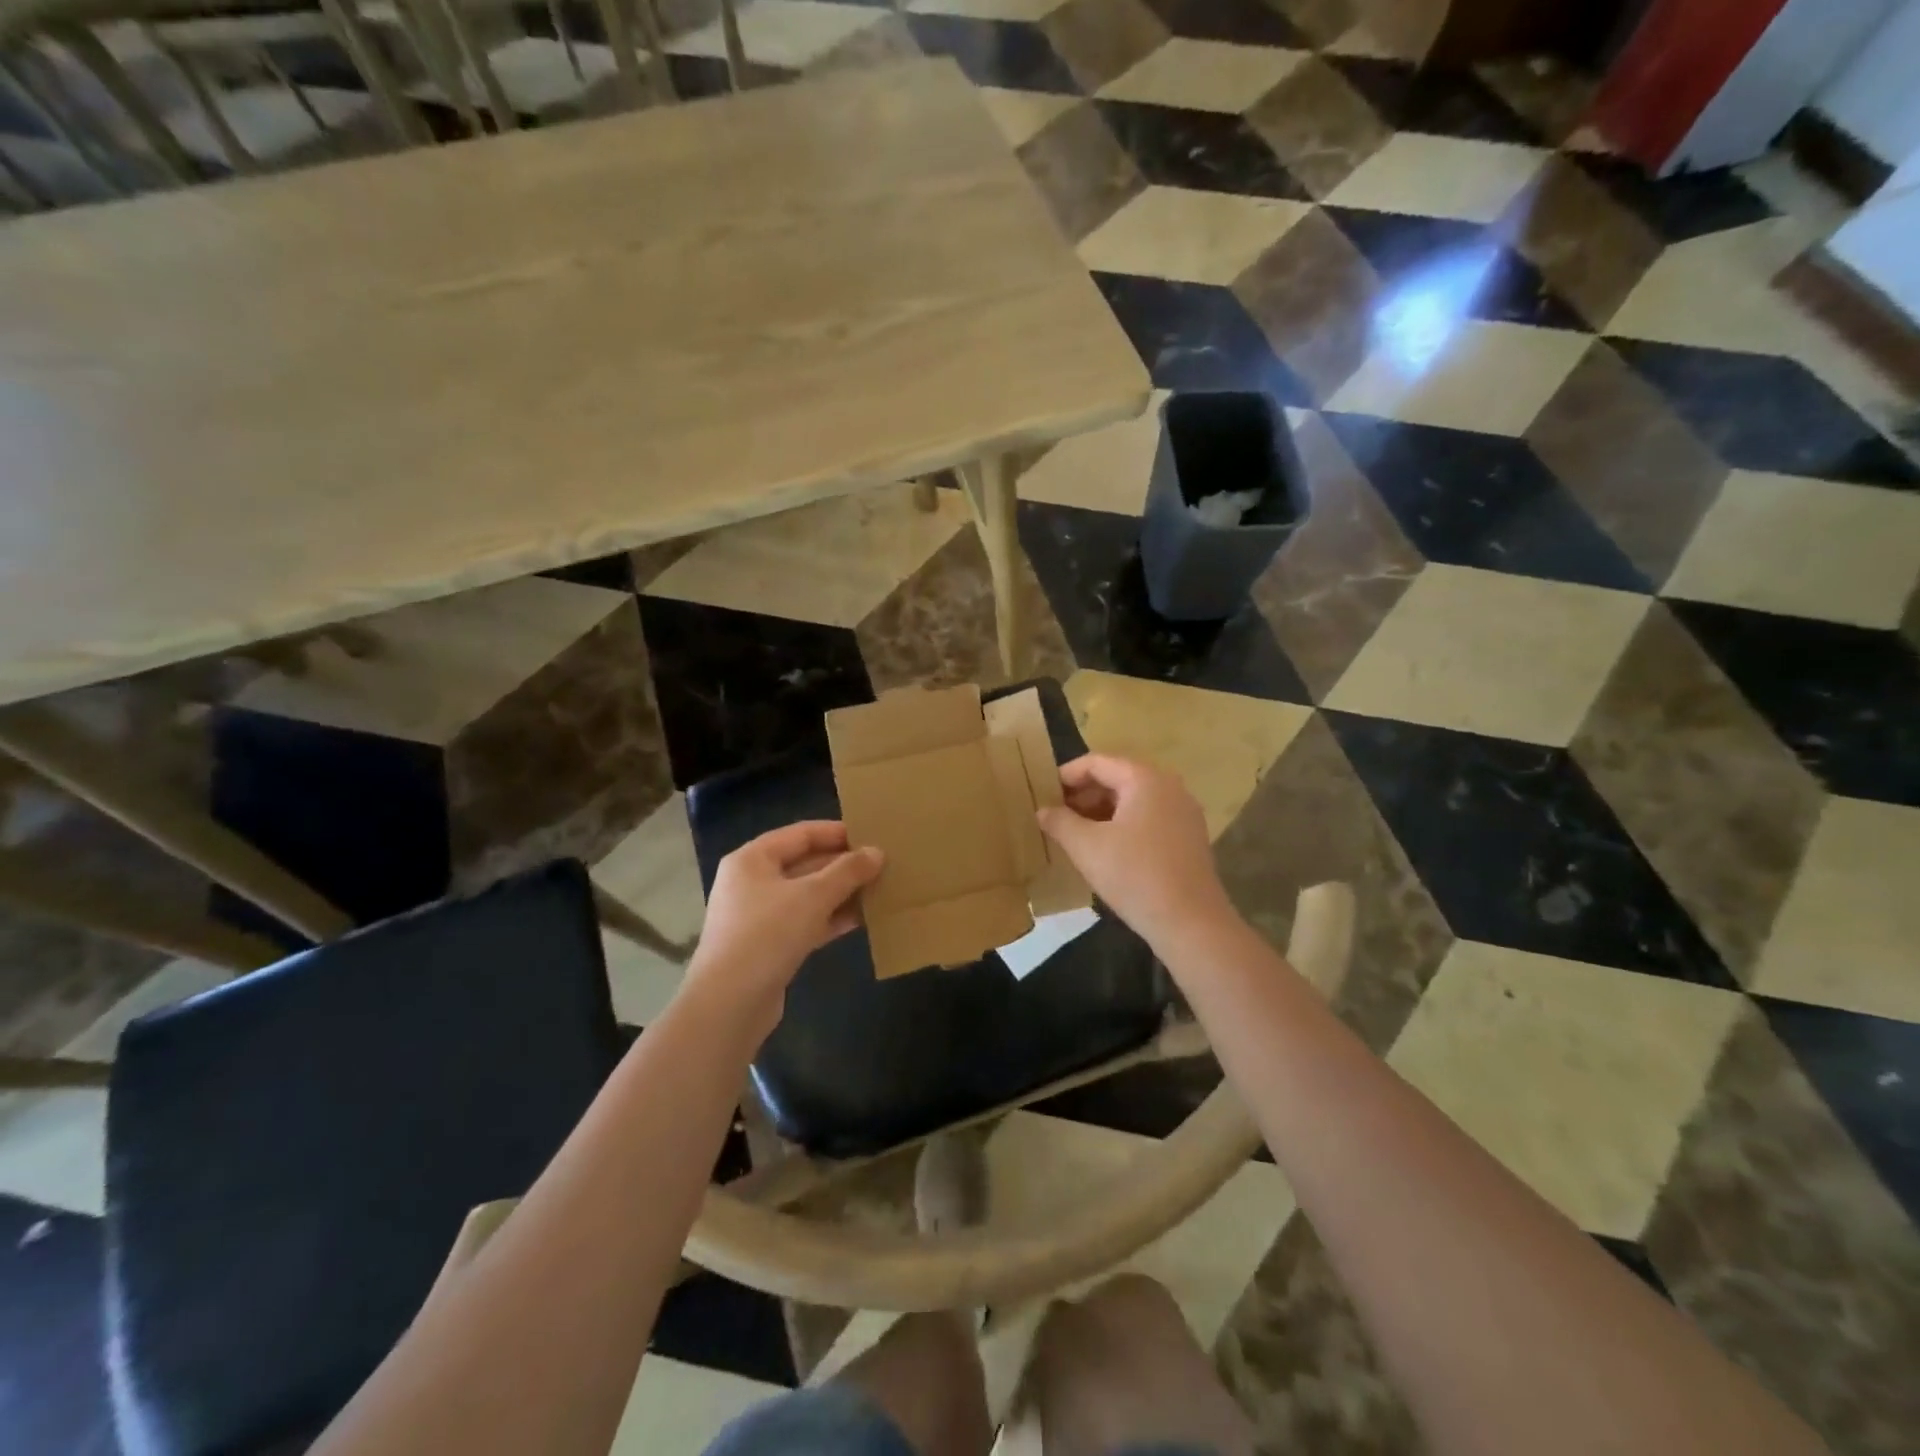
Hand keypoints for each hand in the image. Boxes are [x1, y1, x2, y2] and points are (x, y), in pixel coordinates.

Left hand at [686, 822, 882, 1037]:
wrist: (729, 1005)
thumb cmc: (767, 935)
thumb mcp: (812, 896)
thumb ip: (847, 871)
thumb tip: (877, 852)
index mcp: (752, 859)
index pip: (801, 833)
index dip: (837, 832)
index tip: (873, 835)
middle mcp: (752, 882)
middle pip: (804, 863)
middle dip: (843, 865)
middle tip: (883, 864)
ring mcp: (759, 916)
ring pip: (807, 895)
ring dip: (841, 892)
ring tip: (880, 888)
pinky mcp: (769, 946)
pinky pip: (806, 922)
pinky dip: (831, 918)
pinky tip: (862, 919)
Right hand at [1037, 755, 1234, 949]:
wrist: (1190, 923)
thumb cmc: (1134, 875)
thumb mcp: (1086, 847)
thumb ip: (1060, 822)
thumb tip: (1043, 810)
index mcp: (1145, 779)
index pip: (1097, 762)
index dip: (1066, 775)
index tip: (1042, 794)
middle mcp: (1169, 786)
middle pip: (1117, 777)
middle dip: (1083, 794)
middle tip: (1055, 815)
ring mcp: (1183, 812)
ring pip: (1132, 800)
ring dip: (1101, 811)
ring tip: (1074, 833)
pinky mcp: (1188, 837)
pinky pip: (1148, 818)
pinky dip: (1122, 825)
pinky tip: (1104, 849)